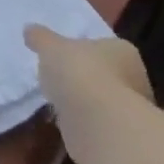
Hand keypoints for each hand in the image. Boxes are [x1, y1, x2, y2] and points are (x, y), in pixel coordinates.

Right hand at [25, 25, 154, 163]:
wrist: (97, 123)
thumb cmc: (79, 73)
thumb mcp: (51, 48)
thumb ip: (41, 38)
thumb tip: (29, 28)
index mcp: (122, 50)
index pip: (102, 46)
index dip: (82, 50)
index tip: (63, 56)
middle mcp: (134, 77)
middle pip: (104, 73)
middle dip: (84, 77)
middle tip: (59, 79)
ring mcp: (129, 109)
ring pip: (101, 100)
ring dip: (83, 102)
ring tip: (58, 102)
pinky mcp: (118, 135)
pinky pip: (95, 123)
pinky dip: (82, 123)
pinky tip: (65, 123)